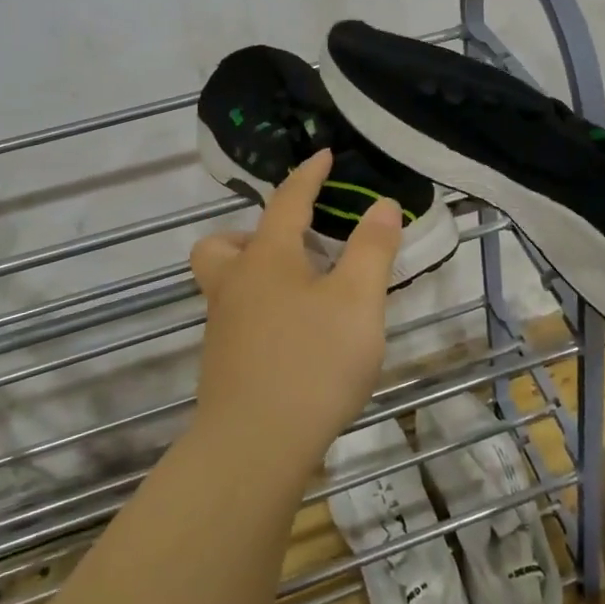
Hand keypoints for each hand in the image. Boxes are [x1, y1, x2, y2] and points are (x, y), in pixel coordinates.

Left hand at [188, 149, 400, 475]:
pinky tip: (297, 336)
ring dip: (256, 273)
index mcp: (267, 258)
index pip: (287, 201)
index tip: (323, 156)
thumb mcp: (357, 300)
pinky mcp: (223, 364)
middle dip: (253, 233)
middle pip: (223, 243)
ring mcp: (222, 327)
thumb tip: (382, 204)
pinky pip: (237, 317)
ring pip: (226, 283)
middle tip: (294, 246)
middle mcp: (235, 285)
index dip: (308, 175)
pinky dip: (262, 310)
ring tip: (303, 291)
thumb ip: (372, 249)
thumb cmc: (312, 361)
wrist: (255, 447)